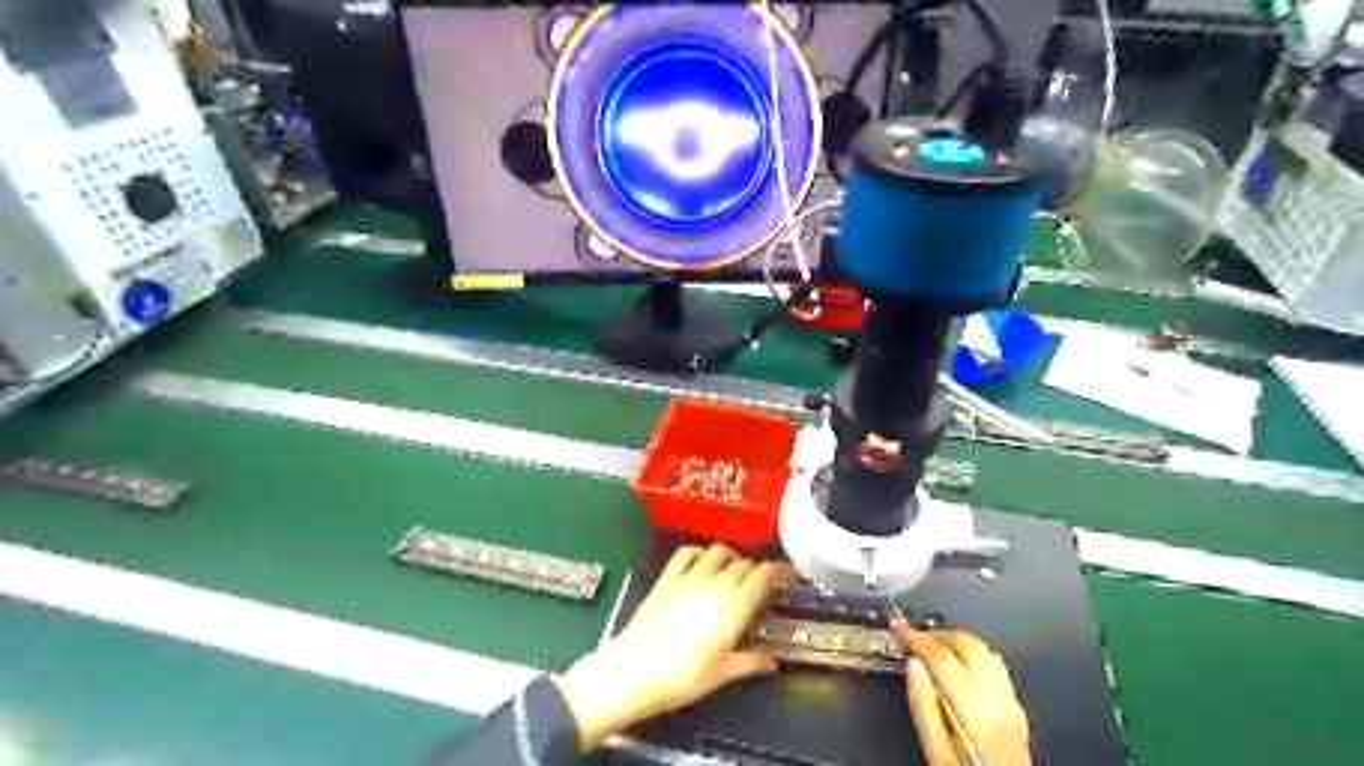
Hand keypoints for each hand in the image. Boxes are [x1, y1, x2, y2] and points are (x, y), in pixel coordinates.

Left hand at [555, 545, 788, 747]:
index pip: (764, 574)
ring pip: (718, 552)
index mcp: (735, 607)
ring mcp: (689, 577)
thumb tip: (771, 661)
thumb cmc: (683, 678)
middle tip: (760, 585)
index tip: (788, 575)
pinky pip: (687, 553)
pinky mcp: (667, 578)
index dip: (779, 570)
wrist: (634, 671)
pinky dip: (700, 552)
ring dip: (731, 557)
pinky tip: (702, 562)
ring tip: (733, 571)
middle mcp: (716, 584)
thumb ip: (750, 662)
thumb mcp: (722, 674)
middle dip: (756, 570)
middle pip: (744, 563)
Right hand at [891, 617, 1027, 764]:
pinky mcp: (1018, 711)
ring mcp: (1012, 704)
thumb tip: (912, 665)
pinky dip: (974, 655)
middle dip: (937, 633)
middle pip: (969, 645)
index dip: (916, 637)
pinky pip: (997, 667)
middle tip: (914, 635)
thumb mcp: (936, 753)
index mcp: (974, 711)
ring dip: (957, 641)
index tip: (898, 625)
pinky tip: (959, 664)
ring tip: (932, 645)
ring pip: (986, 651)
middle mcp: (998, 701)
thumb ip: (923, 707)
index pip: (942, 657)